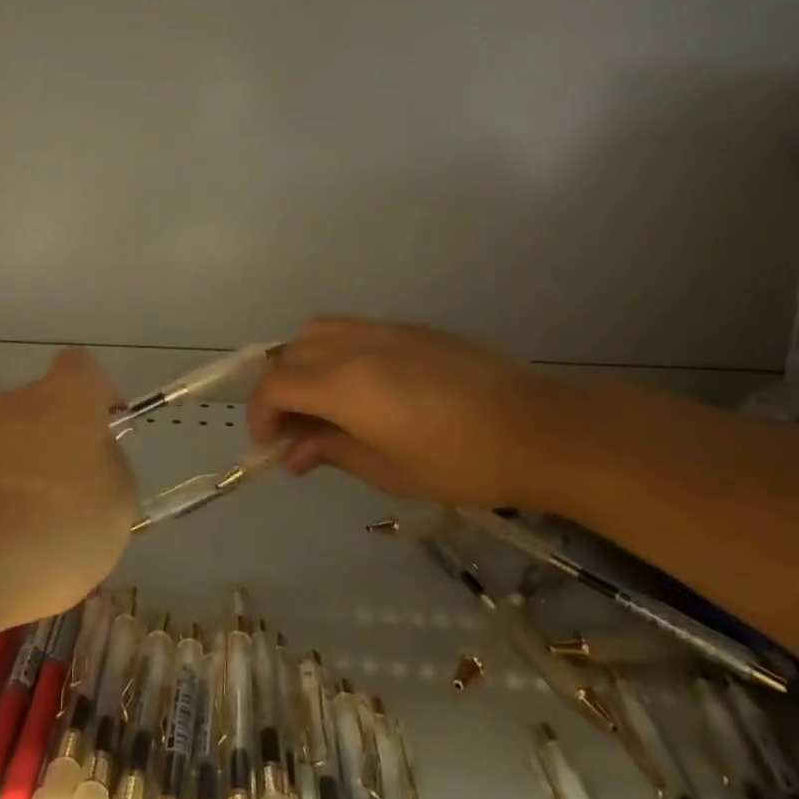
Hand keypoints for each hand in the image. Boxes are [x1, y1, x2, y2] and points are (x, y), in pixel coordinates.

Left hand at [0, 350, 135, 631]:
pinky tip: (2, 552)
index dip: (100, 395)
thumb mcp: (117, 504)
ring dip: (27, 479)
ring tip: (39, 537)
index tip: (109, 431)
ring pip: (11, 448)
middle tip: (78, 498)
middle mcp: (14, 405)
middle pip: (45, 410)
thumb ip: (113, 470)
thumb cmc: (54, 525)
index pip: (83, 368)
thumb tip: (97, 460)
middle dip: (61, 446)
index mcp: (65, 397)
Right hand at [249, 317, 583, 509]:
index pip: (275, 386)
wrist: (537, 429)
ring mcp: (382, 331)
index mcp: (344, 385)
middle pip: (289, 355)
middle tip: (294, 431)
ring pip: (316, 332)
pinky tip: (360, 386)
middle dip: (278, 392)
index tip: (270, 445)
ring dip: (302, 364)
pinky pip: (350, 329)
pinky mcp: (408, 328)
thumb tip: (293, 454)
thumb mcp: (388, 470)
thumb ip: (331, 452)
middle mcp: (353, 347)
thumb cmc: (461, 463)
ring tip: (320, 401)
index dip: (260, 415)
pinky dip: (333, 352)